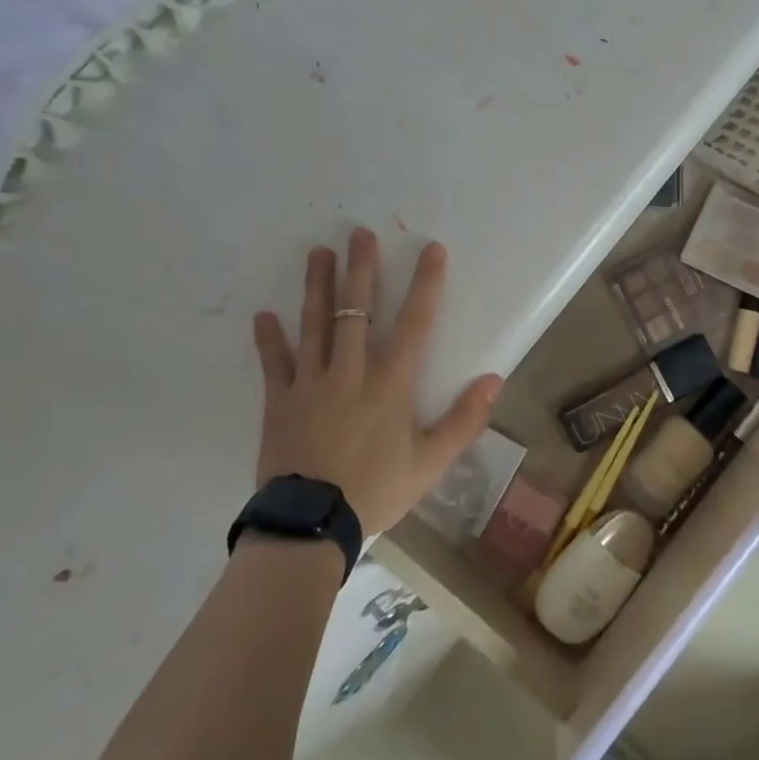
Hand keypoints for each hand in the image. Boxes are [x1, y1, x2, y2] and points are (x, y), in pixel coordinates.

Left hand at [250, 228, 502, 536]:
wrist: (310, 526)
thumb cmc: (376, 491)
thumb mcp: (431, 463)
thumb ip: (464, 420)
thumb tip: (495, 379)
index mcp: (390, 384)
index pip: (415, 323)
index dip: (426, 284)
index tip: (431, 249)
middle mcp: (351, 372)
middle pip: (356, 310)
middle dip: (361, 269)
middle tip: (359, 233)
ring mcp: (310, 384)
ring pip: (315, 325)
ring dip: (317, 286)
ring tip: (317, 252)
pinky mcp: (279, 402)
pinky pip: (273, 364)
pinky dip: (268, 340)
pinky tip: (263, 315)